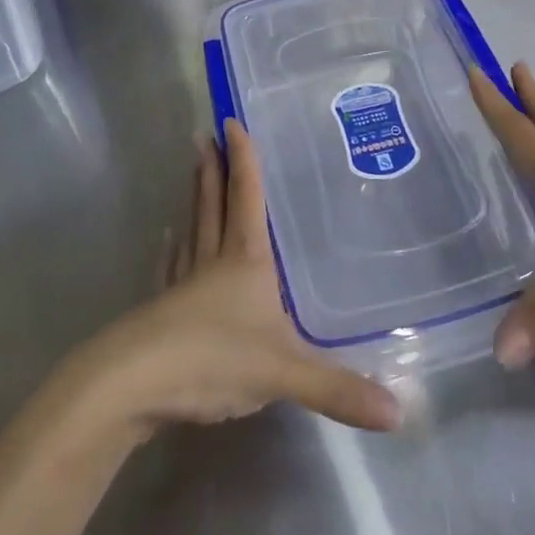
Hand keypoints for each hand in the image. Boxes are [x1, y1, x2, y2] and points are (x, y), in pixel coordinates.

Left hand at [73, 121, 401, 435]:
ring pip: (193, 230)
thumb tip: (400, 412)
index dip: (243, 160)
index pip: (246, 198)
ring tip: (193, 174)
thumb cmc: (214, 359)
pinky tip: (168, 243)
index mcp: (245, 261)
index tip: (231, 121)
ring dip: (195, 199)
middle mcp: (213, 261)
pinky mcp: (162, 311)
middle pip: (213, 205)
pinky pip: (172, 269)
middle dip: (213, 170)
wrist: (134, 384)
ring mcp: (183, 285)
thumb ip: (338, 389)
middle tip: (204, 136)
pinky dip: (172, 252)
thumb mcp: (283, 372)